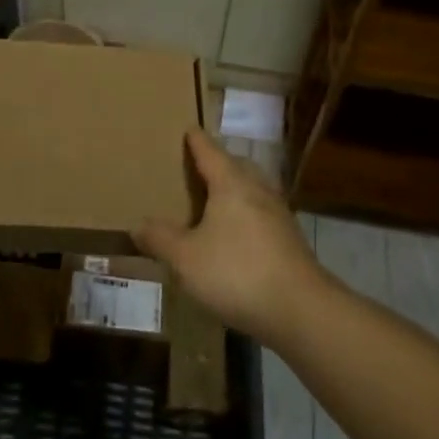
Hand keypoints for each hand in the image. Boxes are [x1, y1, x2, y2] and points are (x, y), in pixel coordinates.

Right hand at [133, 128, 328, 343]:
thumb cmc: (237, 272)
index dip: (196, 141)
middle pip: (237, 166)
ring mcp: (279, 215)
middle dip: (219, 163)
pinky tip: (236, 236)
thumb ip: (160, 239)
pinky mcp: (290, 240)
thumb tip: (137, 225)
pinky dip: (246, 215)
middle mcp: (258, 190)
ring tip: (216, 200)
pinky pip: (262, 215)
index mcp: (231, 184)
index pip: (210, 152)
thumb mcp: (186, 259)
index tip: (189, 128)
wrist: (301, 310)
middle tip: (199, 166)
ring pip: (253, 190)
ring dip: (235, 189)